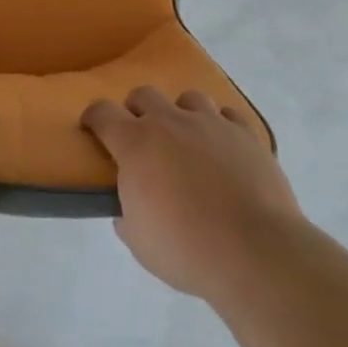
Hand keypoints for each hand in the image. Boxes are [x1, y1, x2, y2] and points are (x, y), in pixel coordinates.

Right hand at [82, 87, 302, 303]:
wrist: (254, 251)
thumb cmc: (186, 249)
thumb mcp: (140, 242)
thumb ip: (127, 216)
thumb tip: (127, 211)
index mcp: (136, 143)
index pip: (102, 113)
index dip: (94, 117)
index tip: (93, 128)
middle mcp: (170, 122)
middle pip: (144, 94)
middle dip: (137, 110)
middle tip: (142, 137)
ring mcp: (210, 123)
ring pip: (188, 98)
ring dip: (181, 114)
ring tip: (187, 139)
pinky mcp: (245, 133)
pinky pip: (227, 115)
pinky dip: (220, 126)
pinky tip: (222, 147)